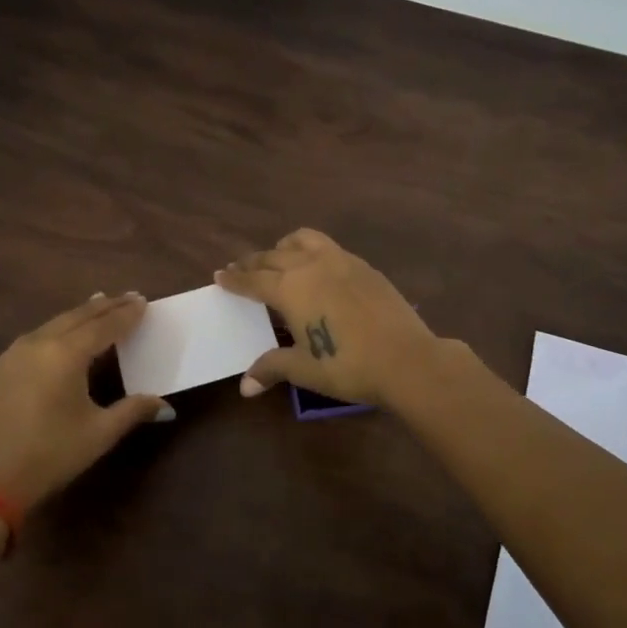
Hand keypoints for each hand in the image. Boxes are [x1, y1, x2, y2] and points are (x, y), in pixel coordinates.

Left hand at [0, 292, 172, 510]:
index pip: (104, 326)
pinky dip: (60, 327)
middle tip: (129, 297)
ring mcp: (16, 353)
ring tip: (100, 305)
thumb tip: (166, 407)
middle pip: (78, 316)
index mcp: (66, 354)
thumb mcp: (99, 433)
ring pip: (56, 322)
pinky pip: (39, 335)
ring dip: (81, 314)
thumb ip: (133, 411)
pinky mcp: (2, 368)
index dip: (126, 314)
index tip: (143, 301)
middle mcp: (39, 343)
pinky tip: (65, 332)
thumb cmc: (50, 454)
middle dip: (105, 306)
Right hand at [215, 229, 441, 408]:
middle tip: (241, 267)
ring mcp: (341, 261)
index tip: (220, 274)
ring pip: (303, 240)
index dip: (235, 278)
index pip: (253, 280)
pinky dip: (312, 252)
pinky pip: (329, 248)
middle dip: (253, 262)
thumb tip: (244, 386)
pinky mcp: (364, 267)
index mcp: (290, 288)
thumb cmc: (347, 366)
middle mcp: (311, 266)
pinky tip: (318, 269)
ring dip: (284, 247)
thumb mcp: (304, 369)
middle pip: (273, 257)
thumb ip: (272, 368)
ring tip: (278, 256)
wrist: (406, 359)